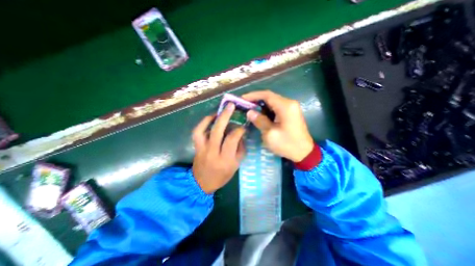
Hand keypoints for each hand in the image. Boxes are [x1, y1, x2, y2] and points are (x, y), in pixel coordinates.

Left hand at [191, 103, 246, 193]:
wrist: (202, 183)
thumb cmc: (222, 176)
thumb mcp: (236, 165)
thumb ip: (240, 149)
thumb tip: (241, 134)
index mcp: (225, 159)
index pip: (232, 139)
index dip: (239, 130)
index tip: (243, 126)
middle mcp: (212, 152)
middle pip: (217, 131)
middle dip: (225, 116)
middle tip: (231, 106)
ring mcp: (202, 149)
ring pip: (203, 130)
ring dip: (211, 118)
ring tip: (219, 112)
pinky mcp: (196, 147)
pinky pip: (197, 132)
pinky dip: (202, 123)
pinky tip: (209, 119)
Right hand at [243, 90, 313, 161]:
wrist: (304, 152)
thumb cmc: (287, 144)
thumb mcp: (270, 134)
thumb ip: (260, 121)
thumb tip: (250, 112)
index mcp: (285, 106)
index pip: (267, 95)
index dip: (253, 95)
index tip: (242, 98)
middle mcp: (289, 103)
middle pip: (270, 97)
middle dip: (256, 100)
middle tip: (244, 105)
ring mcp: (291, 108)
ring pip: (272, 102)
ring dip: (261, 104)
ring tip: (250, 109)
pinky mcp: (290, 113)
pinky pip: (276, 107)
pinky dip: (267, 109)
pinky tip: (260, 114)